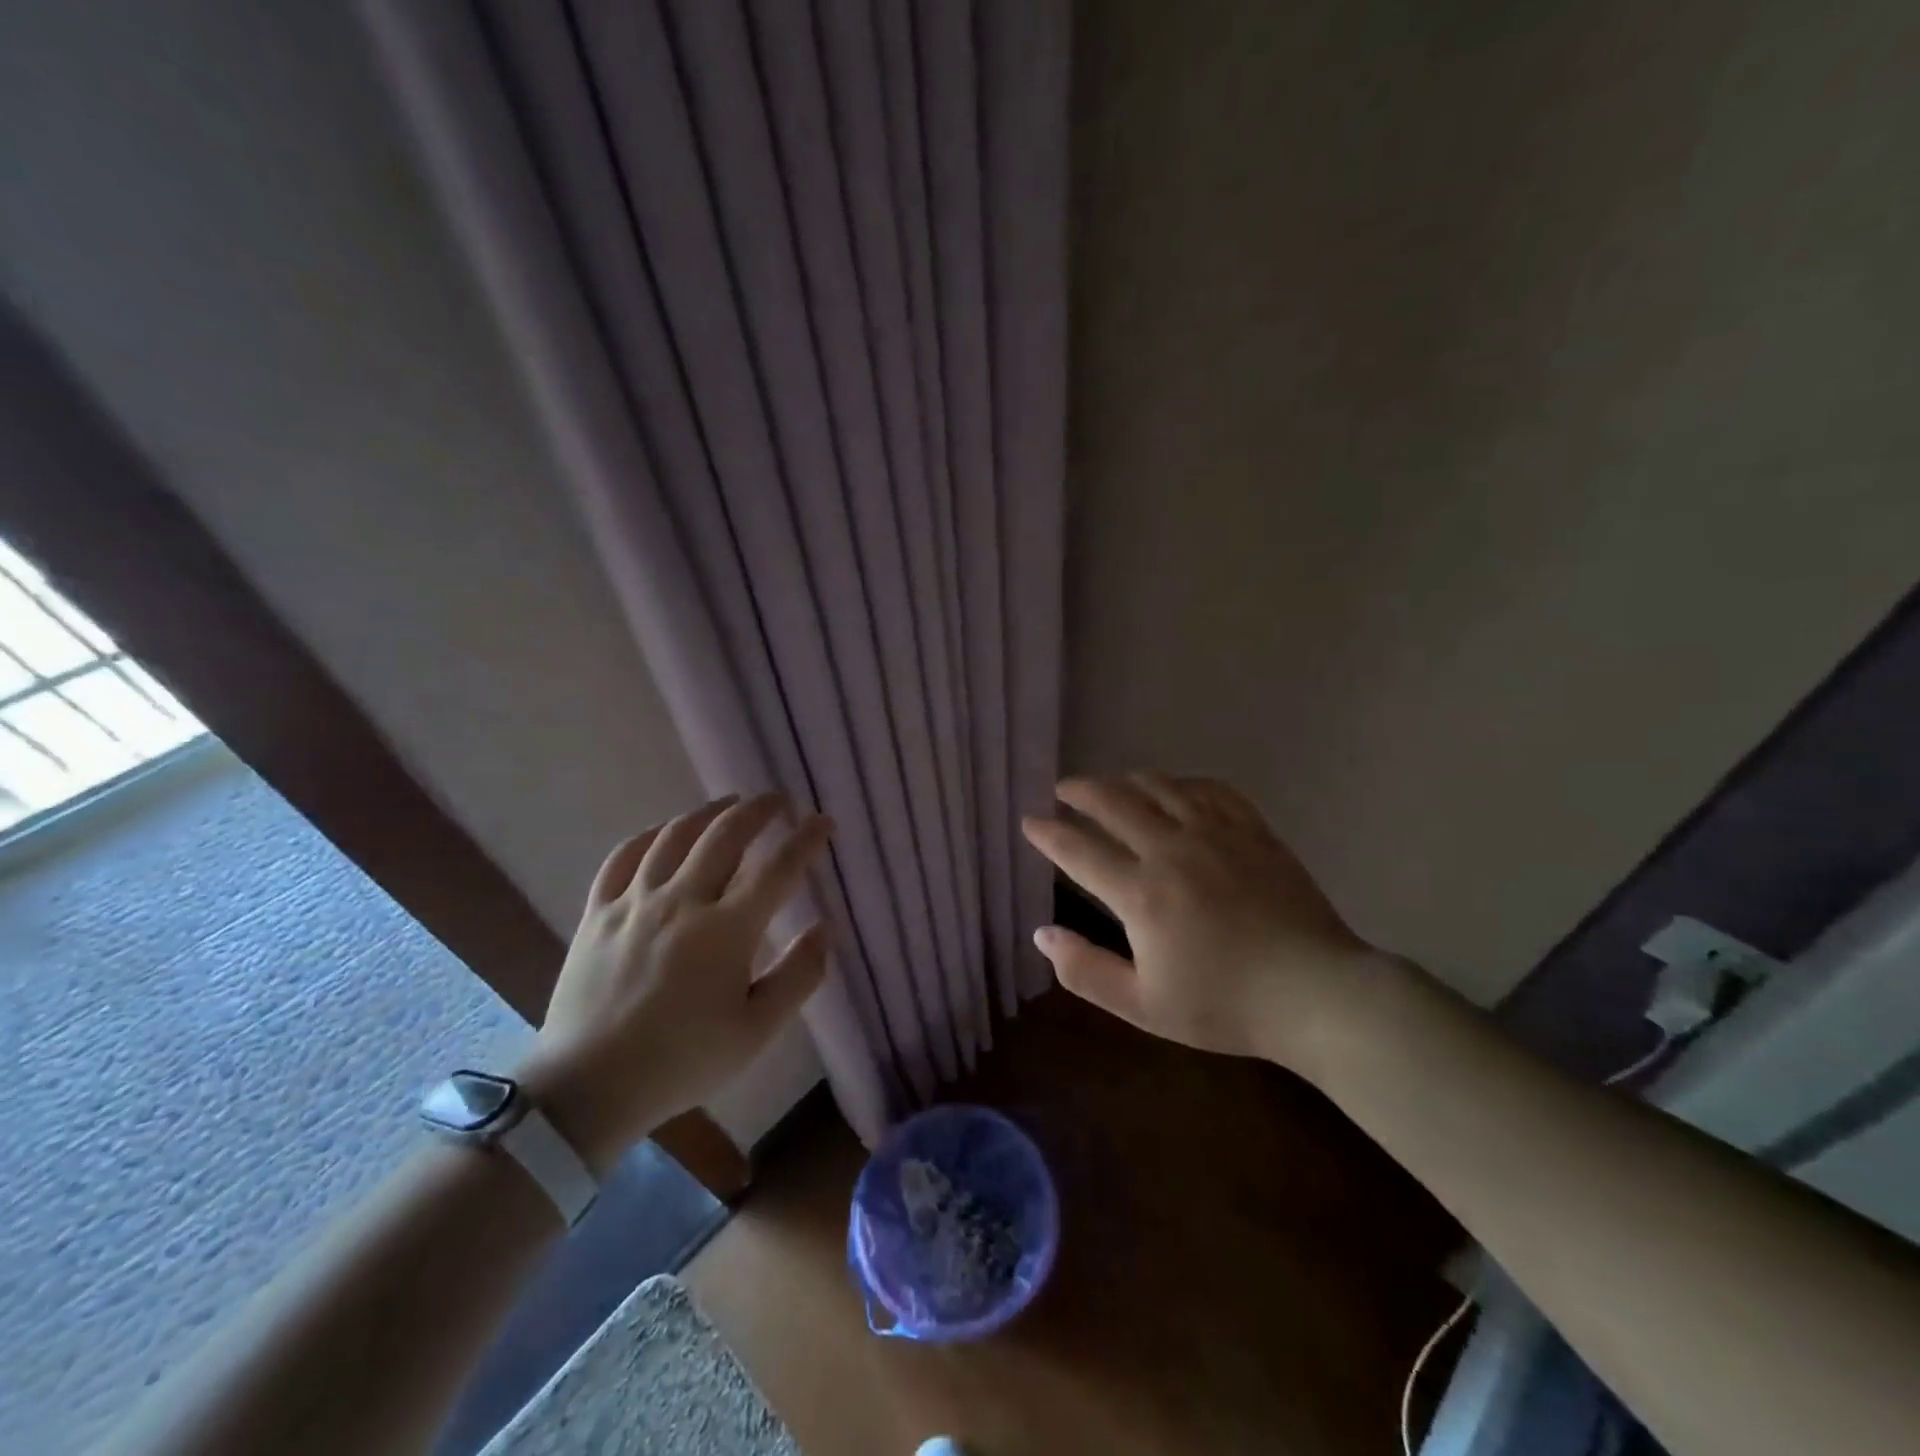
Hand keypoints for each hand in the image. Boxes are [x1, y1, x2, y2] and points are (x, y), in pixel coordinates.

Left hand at [517, 793, 832, 1171]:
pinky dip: (650, 835)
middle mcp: (682, 901)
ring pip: (676, 836)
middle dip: (760, 810)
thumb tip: (825, 930)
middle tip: (780, 801)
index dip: (806, 840)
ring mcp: (635, 902)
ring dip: (709, 812)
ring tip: (730, 803)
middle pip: (726, 835)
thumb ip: (798, 977)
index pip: (778, 868)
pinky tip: (665, 831)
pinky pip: (623, 856)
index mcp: (727, 930)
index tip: (824, 823)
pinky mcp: (599, 912)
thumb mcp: (756, 1032)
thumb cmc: (682, 1061)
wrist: (588, 1088)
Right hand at [1021, 774, 1378, 1074]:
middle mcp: (1172, 849)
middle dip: (1080, 792)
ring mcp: (1216, 833)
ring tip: (1109, 785)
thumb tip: (1041, 934)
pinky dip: (1181, 782)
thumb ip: (1085, 970)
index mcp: (1141, 893)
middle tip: (1062, 790)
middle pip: (1114, 802)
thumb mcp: (1143, 1005)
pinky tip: (1175, 788)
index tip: (1029, 821)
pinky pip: (1209, 789)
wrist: (1316, 994)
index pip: (1079, 850)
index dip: (1048, 833)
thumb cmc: (1225, 1005)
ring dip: (1125, 780)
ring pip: (1159, 786)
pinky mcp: (1253, 830)